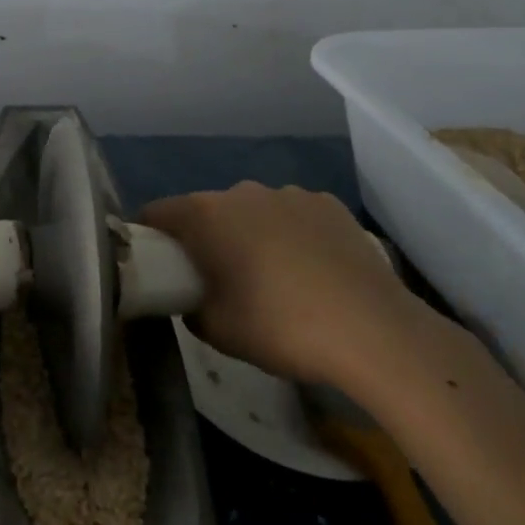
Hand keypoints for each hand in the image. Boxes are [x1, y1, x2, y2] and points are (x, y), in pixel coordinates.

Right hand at [140, 182, 421, 385]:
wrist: (374, 332)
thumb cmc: (280, 327)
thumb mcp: (216, 331)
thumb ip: (190, 306)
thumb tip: (192, 296)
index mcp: (206, 214)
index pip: (158, 212)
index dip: (150, 236)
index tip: (159, 264)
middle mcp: (242, 192)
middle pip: (208, 210)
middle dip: (206, 237)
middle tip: (218, 278)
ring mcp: (290, 193)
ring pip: (253, 211)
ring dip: (251, 234)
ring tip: (274, 277)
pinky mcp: (329, 204)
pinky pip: (294, 216)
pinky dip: (292, 235)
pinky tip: (312, 271)